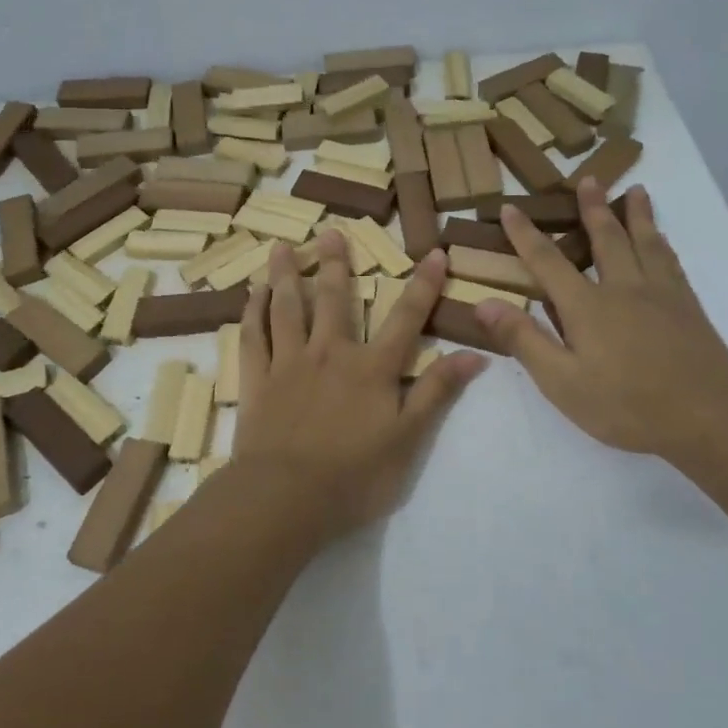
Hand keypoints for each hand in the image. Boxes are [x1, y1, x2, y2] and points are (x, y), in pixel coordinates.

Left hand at [233, 231, 486, 541]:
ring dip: (284, 276)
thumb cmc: (354, 475)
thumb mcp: (409, 438)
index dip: (424, 285)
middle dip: (335, 263)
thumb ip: (437, 392)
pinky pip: (253, 337)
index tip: (436, 252)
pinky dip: (252, 313)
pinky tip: (251, 296)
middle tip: (330, 230)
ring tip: (279, 247)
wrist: (286, 497)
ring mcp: (289, 364)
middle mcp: (330, 354)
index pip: (405, 318)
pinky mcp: (257, 381)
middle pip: (333, 299)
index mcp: (371, 368)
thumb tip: (475, 354)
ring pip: (286, 309)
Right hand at [475, 179, 727, 465]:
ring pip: (645, 242)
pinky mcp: (688, 306)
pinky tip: (663, 240)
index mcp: (587, 306)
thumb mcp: (562, 382)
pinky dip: (662, 243)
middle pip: (605, 238)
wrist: (707, 417)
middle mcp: (623, 288)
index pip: (547, 261)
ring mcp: (660, 294)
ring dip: (637, 215)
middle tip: (588, 178)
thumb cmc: (626, 406)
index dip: (525, 234)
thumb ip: (525, 340)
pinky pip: (671, 262)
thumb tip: (484, 303)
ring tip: (637, 191)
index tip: (509, 208)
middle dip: (592, 208)